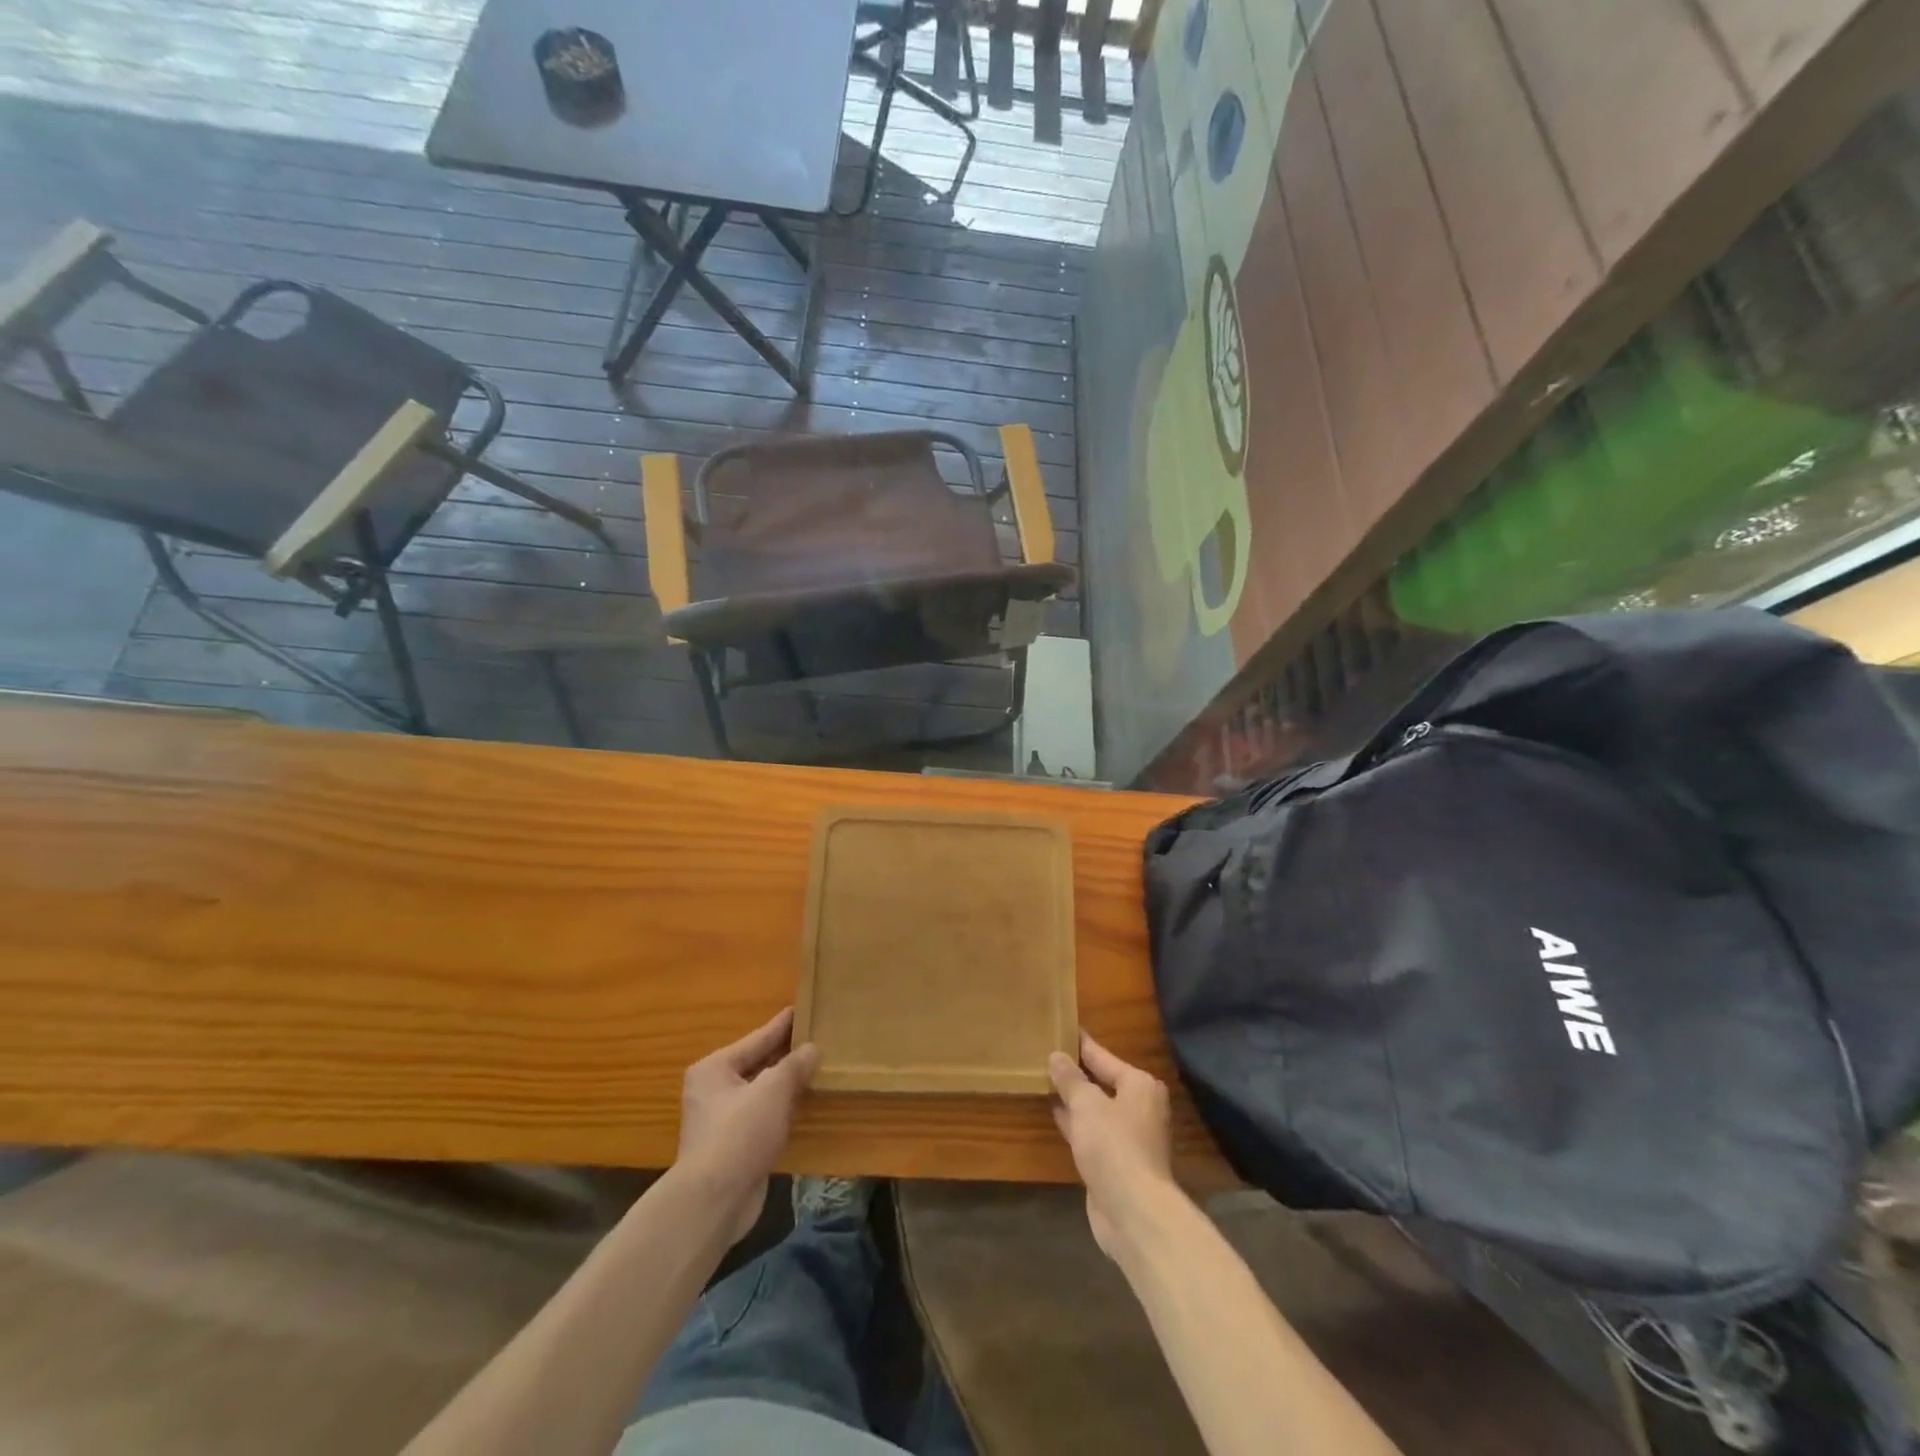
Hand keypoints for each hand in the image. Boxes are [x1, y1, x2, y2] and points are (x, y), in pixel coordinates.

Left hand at [677, 1008, 820, 1244]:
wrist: (714, 1201)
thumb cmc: (740, 1133)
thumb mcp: (773, 1090)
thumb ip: (794, 1065)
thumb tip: (812, 1049)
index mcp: (715, 1068)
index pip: (756, 1039)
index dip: (781, 1025)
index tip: (800, 1009)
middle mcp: (713, 1090)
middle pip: (757, 1064)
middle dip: (785, 1054)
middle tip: (814, 1037)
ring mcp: (722, 1120)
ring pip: (761, 1091)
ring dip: (786, 1083)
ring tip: (814, 1067)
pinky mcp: (734, 1146)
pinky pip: (763, 1116)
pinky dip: (782, 1108)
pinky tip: (803, 1103)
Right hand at [1049, 1032, 1176, 1260]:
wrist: (1134, 1212)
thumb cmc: (1114, 1145)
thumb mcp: (1087, 1104)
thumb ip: (1070, 1079)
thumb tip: (1056, 1056)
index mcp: (1139, 1085)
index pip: (1103, 1056)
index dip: (1081, 1044)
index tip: (1063, 1028)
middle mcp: (1138, 1107)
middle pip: (1102, 1082)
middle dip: (1076, 1072)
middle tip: (1047, 1054)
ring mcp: (1129, 1137)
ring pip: (1095, 1109)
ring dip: (1073, 1099)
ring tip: (1044, 1080)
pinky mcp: (1116, 1162)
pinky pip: (1091, 1132)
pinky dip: (1074, 1123)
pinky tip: (1054, 1114)